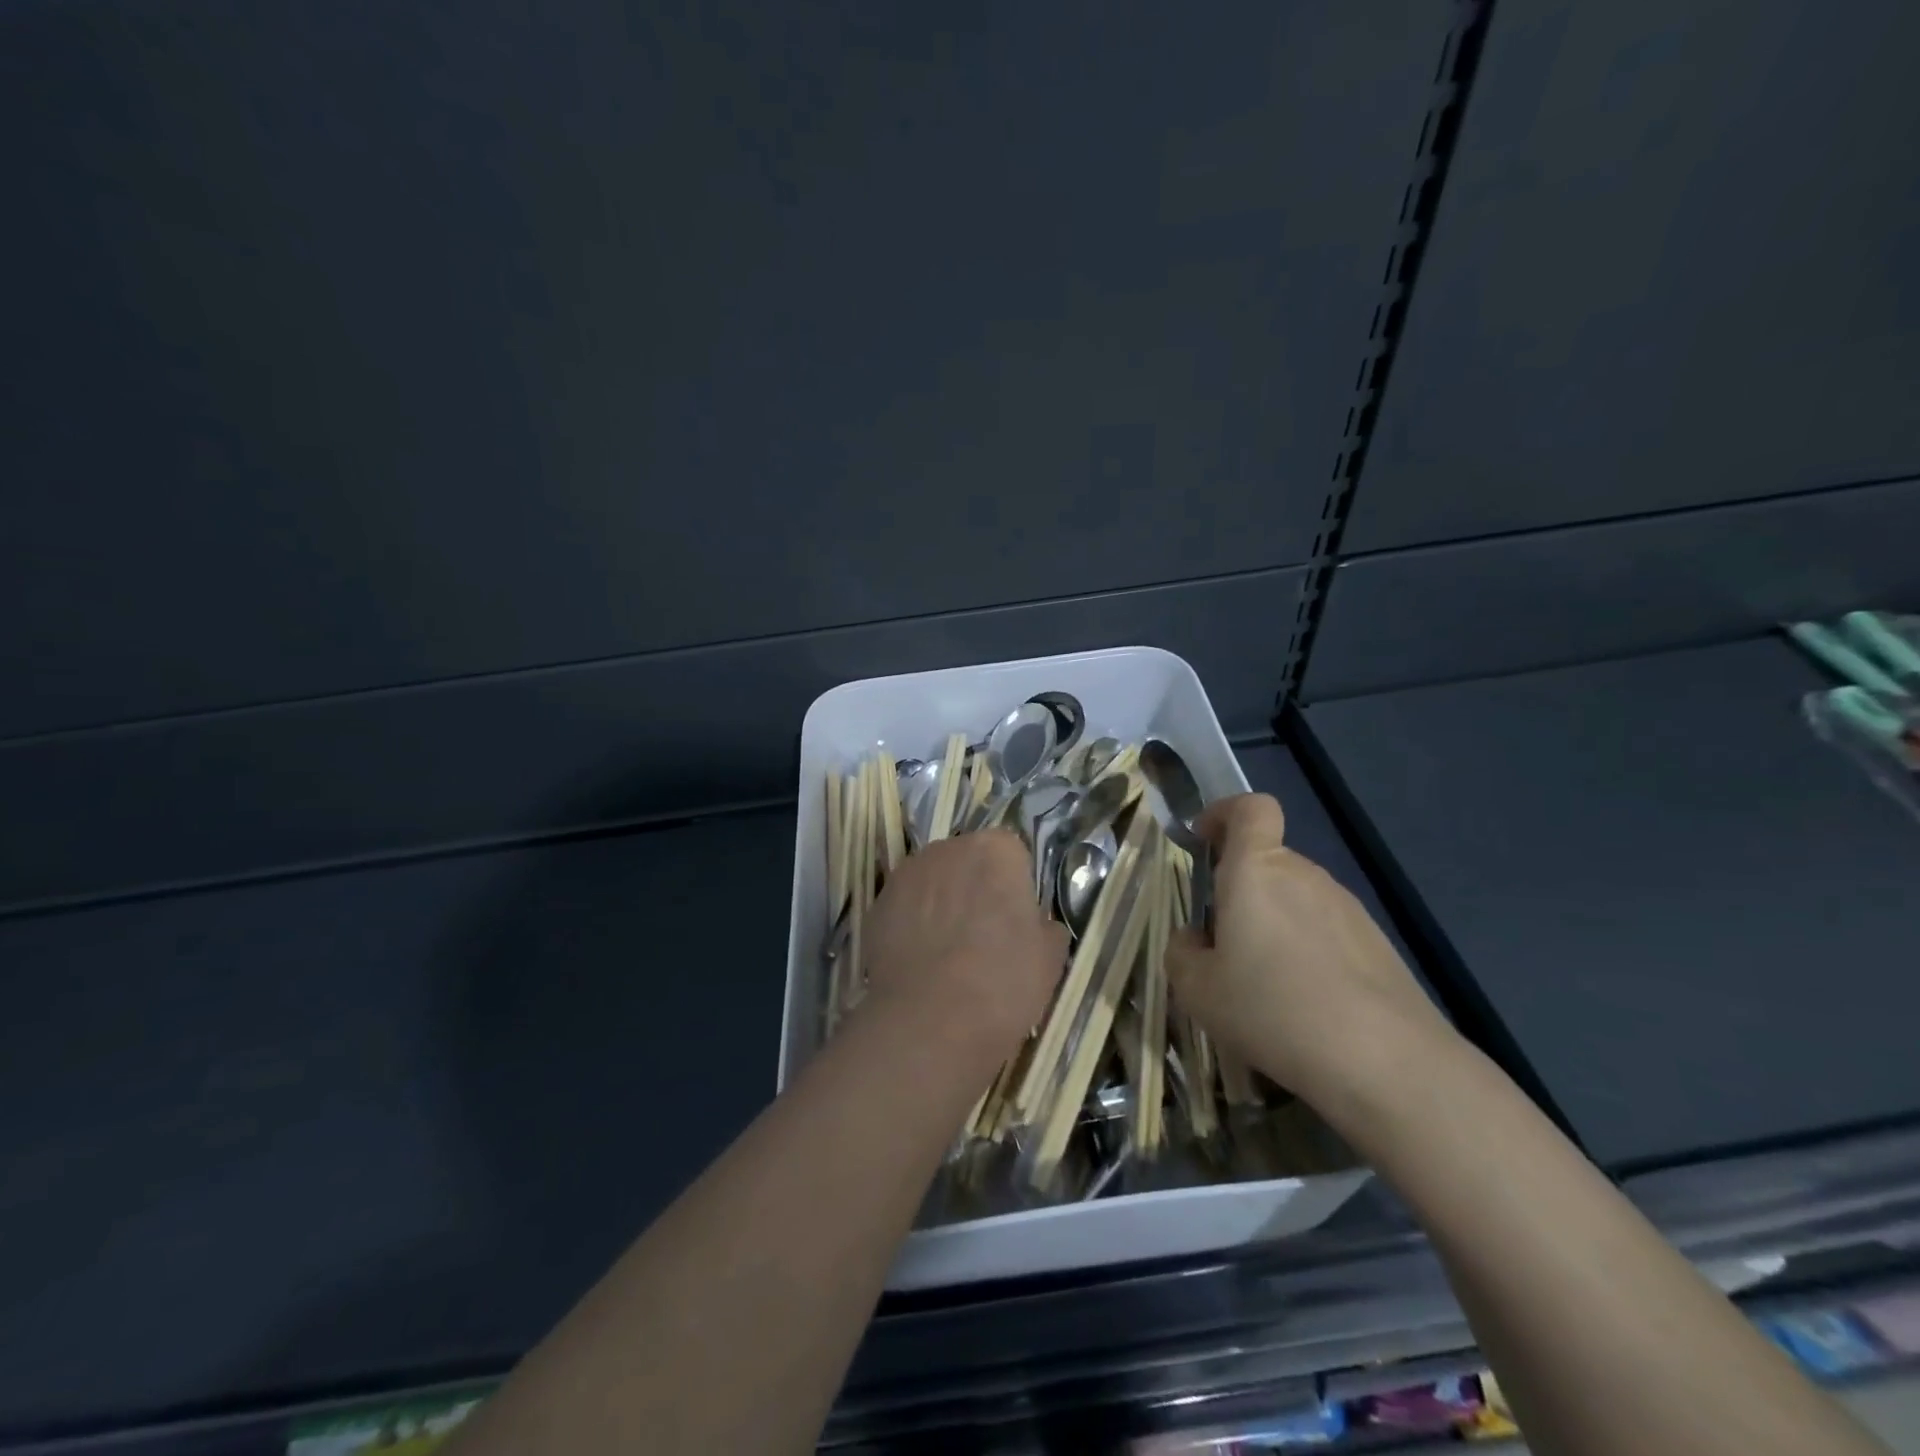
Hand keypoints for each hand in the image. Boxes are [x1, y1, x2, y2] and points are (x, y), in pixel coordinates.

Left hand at [864, 831, 1068, 1060]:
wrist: (930, 1021)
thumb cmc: (1003, 981)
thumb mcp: (1050, 958)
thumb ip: (1046, 927)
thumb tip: (1036, 924)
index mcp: (997, 850)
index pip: (1011, 855)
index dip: (1013, 887)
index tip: (1014, 920)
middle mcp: (949, 848)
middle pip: (967, 861)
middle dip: (974, 888)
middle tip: (982, 934)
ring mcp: (907, 873)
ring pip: (933, 881)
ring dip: (941, 903)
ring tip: (946, 952)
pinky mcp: (877, 903)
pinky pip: (905, 906)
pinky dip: (912, 924)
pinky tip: (920, 962)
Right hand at [1166, 793, 1452, 1109]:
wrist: (1386, 1062)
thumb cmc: (1273, 1009)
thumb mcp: (1198, 991)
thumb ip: (1182, 954)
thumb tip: (1193, 938)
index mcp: (1256, 871)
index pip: (1250, 809)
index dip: (1224, 813)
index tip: (1202, 840)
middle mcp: (1304, 875)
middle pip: (1267, 862)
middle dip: (1239, 891)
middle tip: (1221, 945)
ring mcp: (1347, 907)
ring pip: (1295, 899)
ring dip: (1273, 925)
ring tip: (1264, 986)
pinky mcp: (1377, 943)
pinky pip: (1326, 930)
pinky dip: (1307, 951)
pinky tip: (1306, 1004)